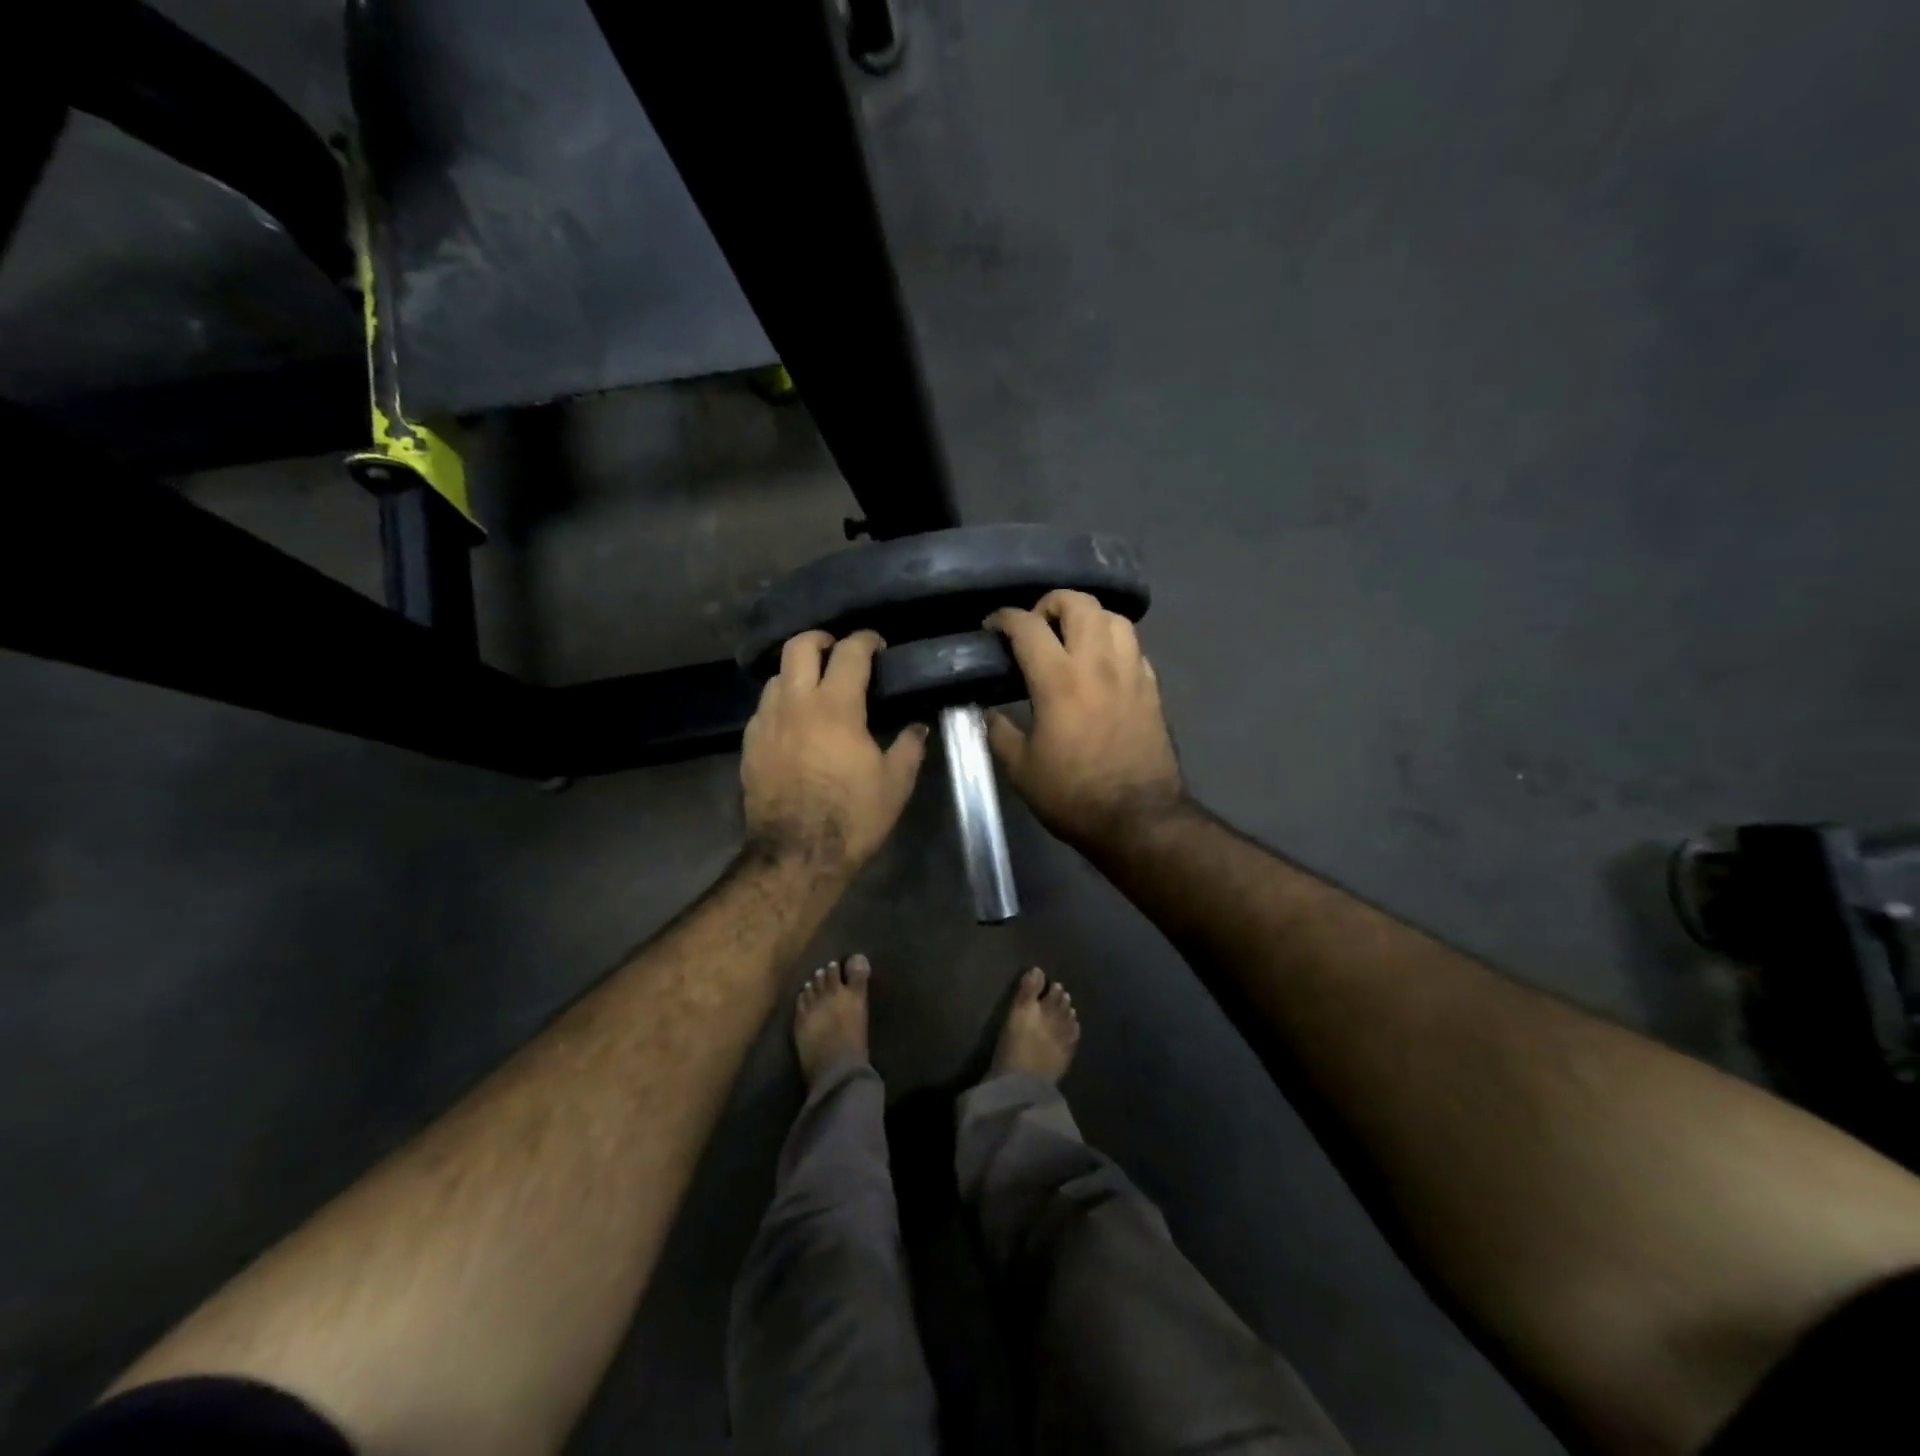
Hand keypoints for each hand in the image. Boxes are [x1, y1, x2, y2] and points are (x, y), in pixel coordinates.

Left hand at [741, 630, 928, 871]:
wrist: (796, 855)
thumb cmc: (852, 817)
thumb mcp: (895, 783)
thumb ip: (910, 747)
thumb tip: (918, 726)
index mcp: (836, 707)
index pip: (850, 652)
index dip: (866, 640)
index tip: (878, 645)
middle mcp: (796, 703)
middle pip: (799, 646)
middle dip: (821, 639)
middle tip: (839, 652)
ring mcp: (766, 722)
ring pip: (776, 676)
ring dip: (798, 672)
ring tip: (816, 689)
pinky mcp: (750, 744)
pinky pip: (764, 708)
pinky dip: (782, 703)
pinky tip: (795, 724)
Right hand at [985, 590, 1184, 848]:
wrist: (1138, 819)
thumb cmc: (1073, 795)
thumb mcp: (1021, 770)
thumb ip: (998, 732)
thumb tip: (985, 712)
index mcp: (1059, 680)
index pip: (1028, 626)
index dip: (1004, 618)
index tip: (992, 627)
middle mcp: (1098, 663)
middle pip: (1079, 602)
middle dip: (1050, 603)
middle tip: (1036, 627)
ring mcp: (1131, 672)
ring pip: (1113, 617)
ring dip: (1088, 617)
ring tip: (1071, 638)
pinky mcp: (1152, 688)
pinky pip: (1133, 646)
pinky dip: (1113, 643)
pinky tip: (1101, 664)